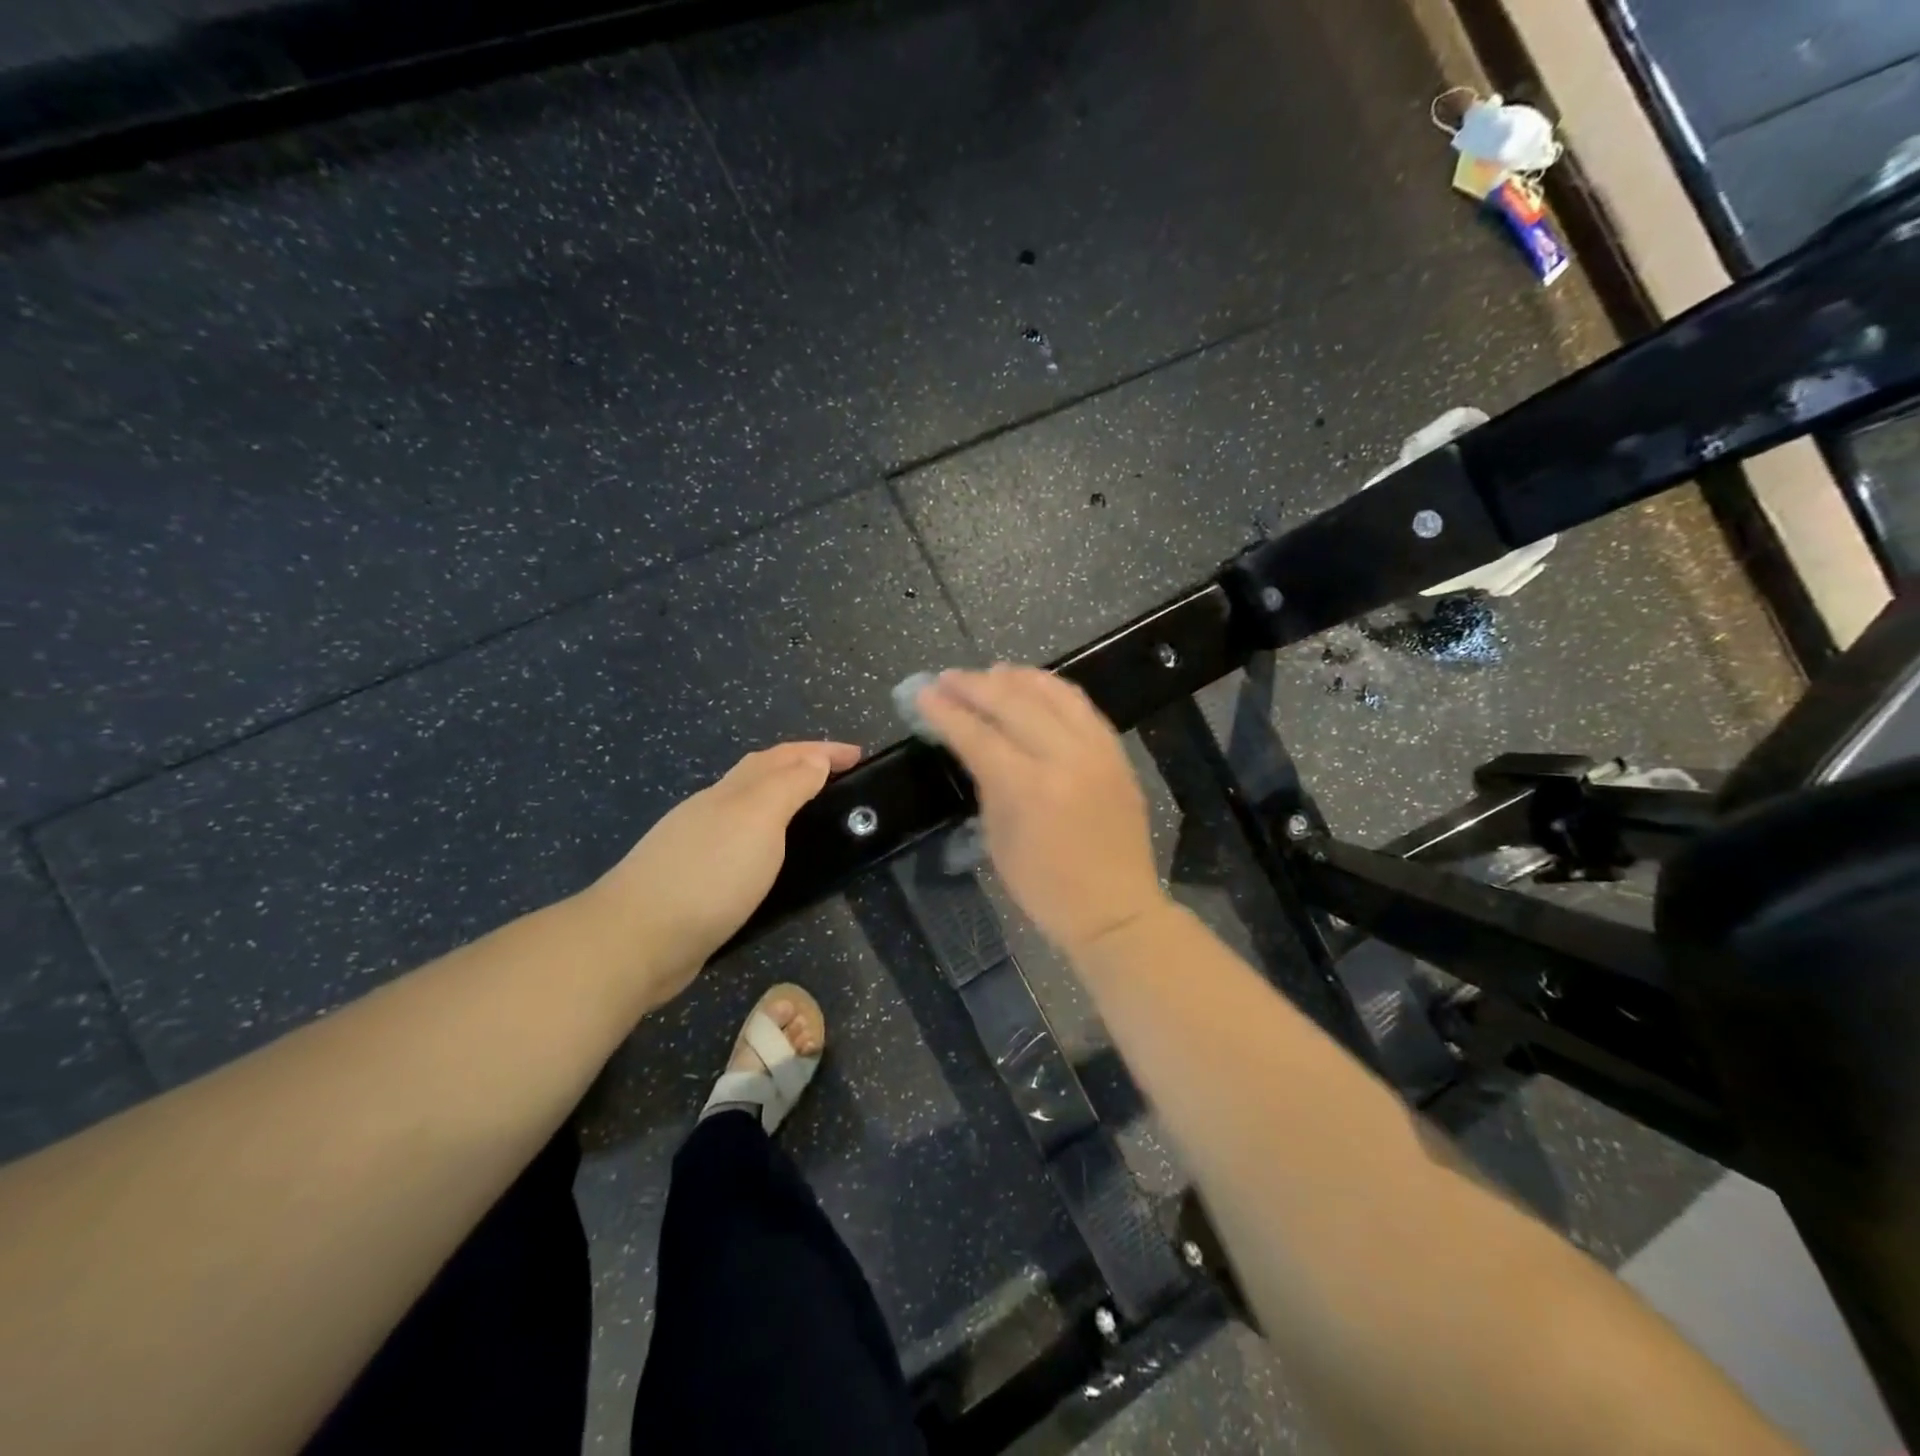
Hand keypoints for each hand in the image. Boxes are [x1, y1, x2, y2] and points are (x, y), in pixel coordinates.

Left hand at [589, 740, 861, 1007]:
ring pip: (747, 809)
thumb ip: (788, 787)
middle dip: (800, 766)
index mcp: (731, 791)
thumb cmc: (708, 874)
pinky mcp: (694, 881)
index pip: (783, 757)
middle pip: (760, 775)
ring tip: (813, 812)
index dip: (821, 750)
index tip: (859, 755)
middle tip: (839, 776)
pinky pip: (740, 844)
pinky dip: (764, 837)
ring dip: (781, 799)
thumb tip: (813, 758)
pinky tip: (770, 859)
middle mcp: (712, 810)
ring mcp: (698, 845)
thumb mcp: (758, 820)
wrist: (636, 939)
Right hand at [917, 666, 1170, 958]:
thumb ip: (988, 784)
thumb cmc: (1045, 888)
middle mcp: (1065, 758)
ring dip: (1018, 678)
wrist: (1115, 910)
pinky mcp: (1117, 754)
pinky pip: (1083, 707)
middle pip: (1014, 703)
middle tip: (948, 678)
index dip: (946, 712)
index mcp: (1029, 788)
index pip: (978, 735)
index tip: (923, 693)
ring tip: (991, 672)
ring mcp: (1097, 752)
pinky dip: (1054, 690)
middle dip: (975, 686)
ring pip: (1054, 694)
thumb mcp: (999, 841)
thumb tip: (975, 745)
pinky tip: (1035, 687)